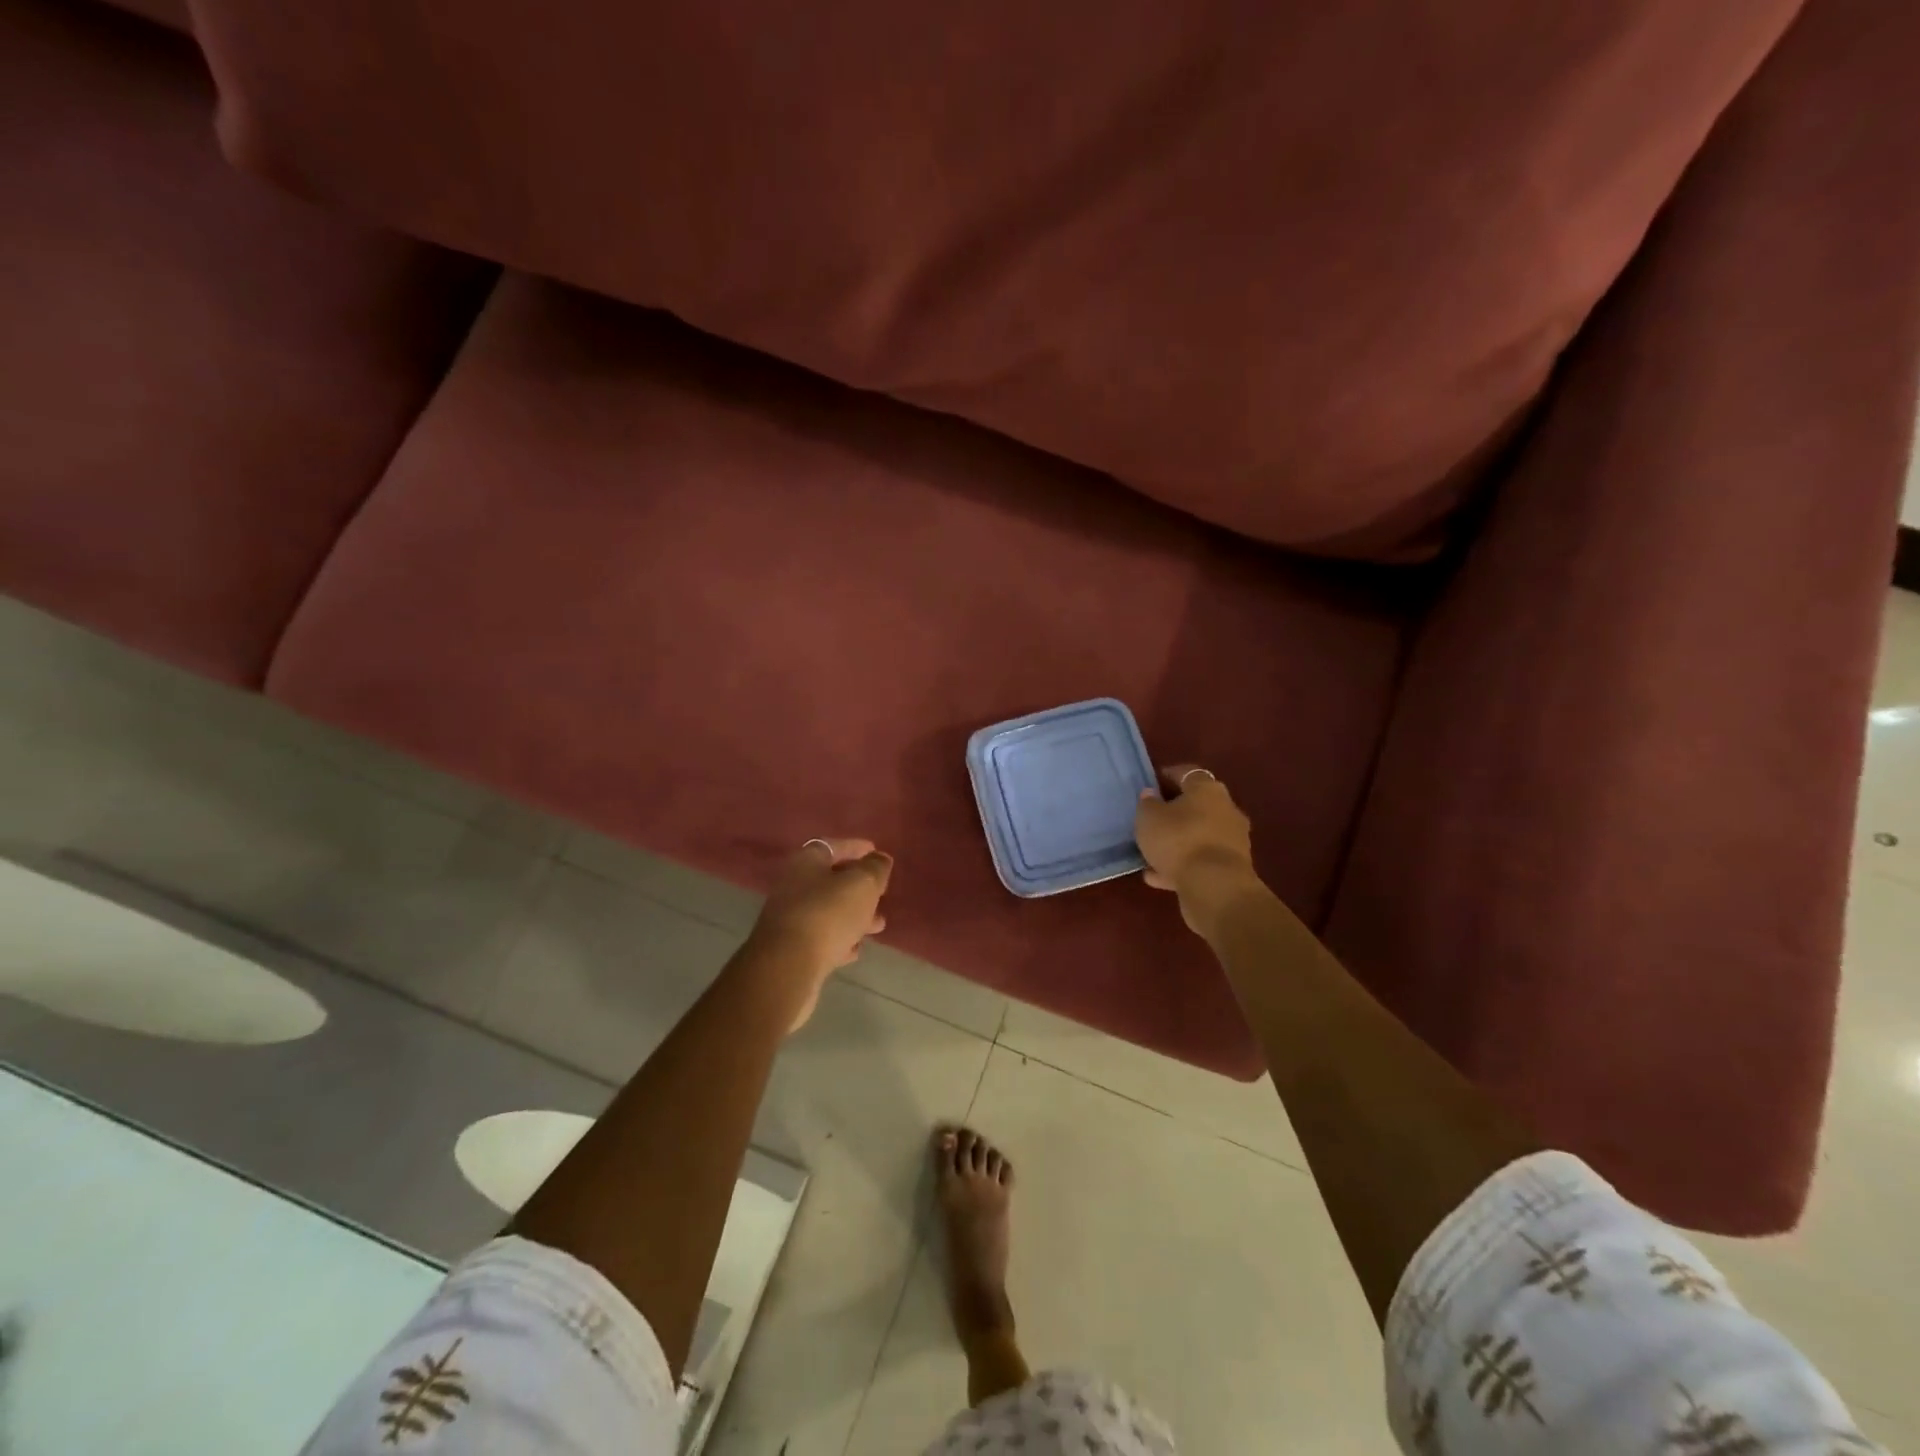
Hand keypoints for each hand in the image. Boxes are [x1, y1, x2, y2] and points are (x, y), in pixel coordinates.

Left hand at [751, 838, 893, 972]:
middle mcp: (793, 885)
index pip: (833, 846)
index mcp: (806, 862)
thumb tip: (880, 858)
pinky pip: (821, 937)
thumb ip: (875, 868)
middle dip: (859, 886)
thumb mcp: (862, 884)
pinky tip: (855, 949)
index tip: (876, 852)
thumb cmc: (828, 913)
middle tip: (882, 892)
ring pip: (829, 910)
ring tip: (878, 925)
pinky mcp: (791, 948)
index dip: (856, 847)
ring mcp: (790, 917)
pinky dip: (840, 939)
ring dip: (854, 915)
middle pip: (831, 879)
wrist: (788, 966)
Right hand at [1135, 766, 1256, 931]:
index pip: (1187, 773)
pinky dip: (1182, 865)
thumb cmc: (1179, 840)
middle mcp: (1226, 809)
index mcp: (1207, 789)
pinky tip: (1157, 876)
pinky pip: (1201, 861)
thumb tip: (1151, 795)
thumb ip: (1147, 804)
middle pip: (1197, 805)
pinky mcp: (1231, 868)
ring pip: (1199, 835)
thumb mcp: (1149, 818)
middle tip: (1152, 819)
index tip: (1151, 783)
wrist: (1215, 887)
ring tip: (1151, 852)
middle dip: (1175, 811)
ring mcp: (1232, 840)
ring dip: (1178, 842)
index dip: (1168, 776)